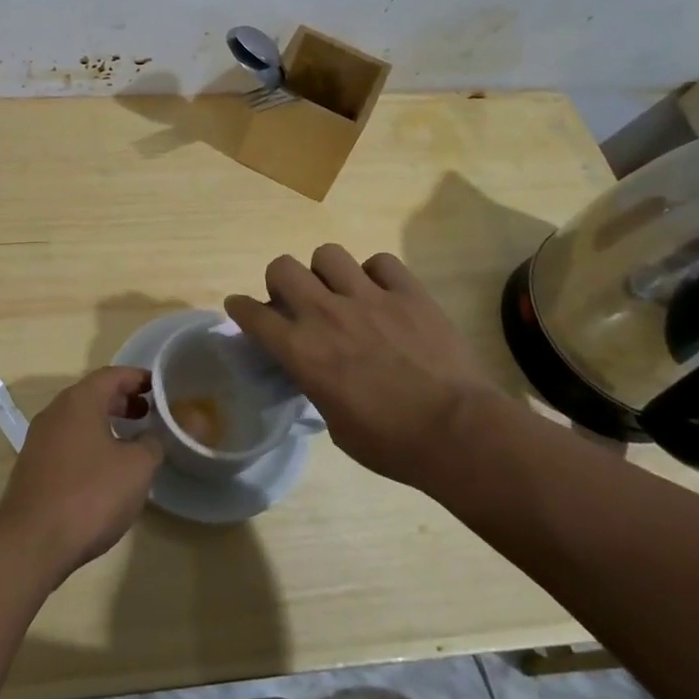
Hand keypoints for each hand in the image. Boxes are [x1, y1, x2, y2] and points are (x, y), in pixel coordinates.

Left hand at [0, 367, 163, 581]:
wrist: (32, 542)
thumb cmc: (90, 495)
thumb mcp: (136, 468)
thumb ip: (152, 443)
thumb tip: (153, 435)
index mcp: (79, 401)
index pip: (111, 375)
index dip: (138, 377)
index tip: (160, 387)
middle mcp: (55, 412)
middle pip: (93, 395)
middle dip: (122, 400)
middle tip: (149, 413)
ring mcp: (39, 440)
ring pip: (78, 420)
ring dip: (105, 423)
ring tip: (131, 441)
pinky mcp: (33, 467)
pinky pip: (67, 442)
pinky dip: (89, 443)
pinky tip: (104, 469)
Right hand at [225, 245, 501, 487]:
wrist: (459, 433)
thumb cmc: (392, 444)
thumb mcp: (336, 424)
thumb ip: (317, 386)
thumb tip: (317, 373)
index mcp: (302, 351)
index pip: (252, 315)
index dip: (240, 308)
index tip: (240, 308)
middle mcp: (326, 314)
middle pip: (283, 267)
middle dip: (280, 281)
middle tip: (295, 301)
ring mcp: (369, 297)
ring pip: (328, 254)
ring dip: (326, 272)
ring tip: (340, 292)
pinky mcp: (408, 292)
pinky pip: (380, 262)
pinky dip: (375, 274)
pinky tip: (382, 293)